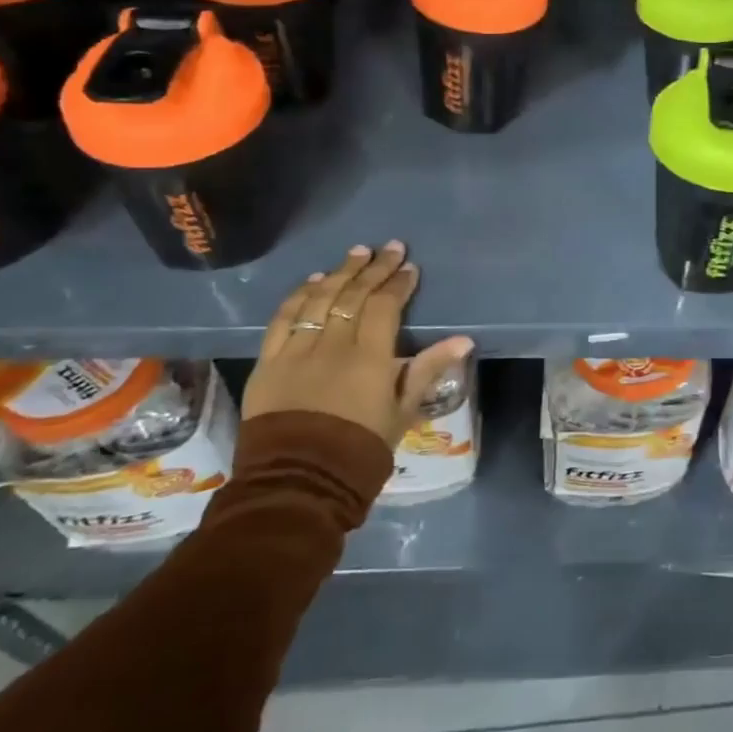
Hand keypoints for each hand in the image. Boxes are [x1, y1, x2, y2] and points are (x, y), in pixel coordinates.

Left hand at [245, 241, 473, 448]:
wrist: (298, 483)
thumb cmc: (360, 449)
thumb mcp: (403, 412)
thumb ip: (428, 370)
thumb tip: (463, 340)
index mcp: (369, 358)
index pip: (385, 306)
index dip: (398, 284)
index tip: (410, 268)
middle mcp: (333, 345)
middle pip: (353, 295)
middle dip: (374, 268)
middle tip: (389, 248)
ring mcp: (297, 351)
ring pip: (319, 299)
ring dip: (339, 273)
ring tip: (356, 254)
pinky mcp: (269, 362)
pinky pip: (283, 319)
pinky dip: (299, 296)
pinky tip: (313, 281)